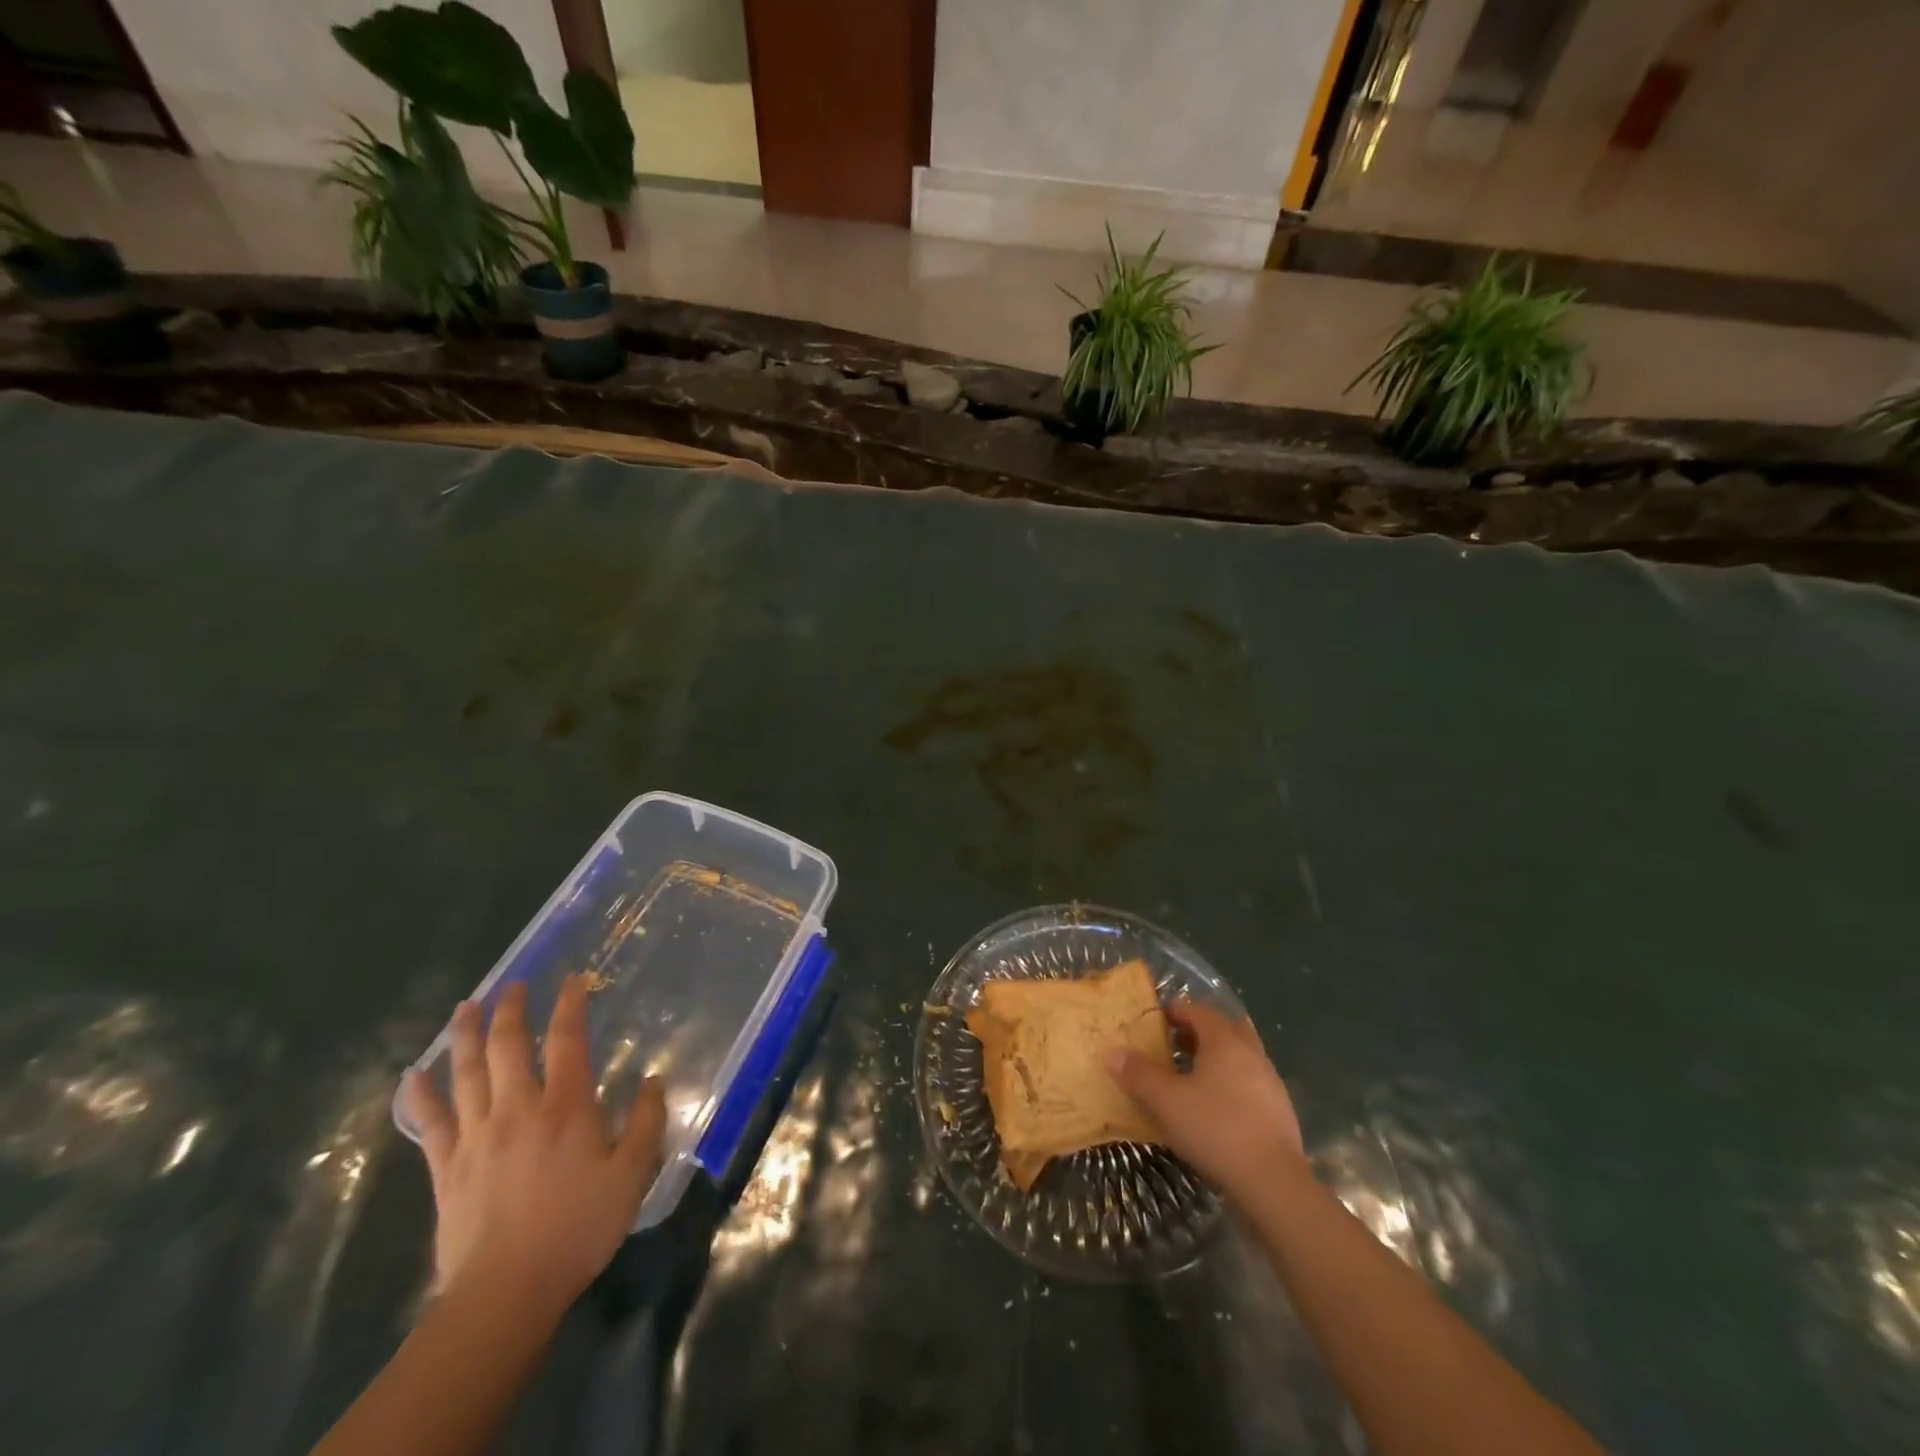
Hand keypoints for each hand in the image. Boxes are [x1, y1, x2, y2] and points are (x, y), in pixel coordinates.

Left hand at [405, 975, 665, 1315]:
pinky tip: (413, 1076)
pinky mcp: (446, 1167)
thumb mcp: (632, 1174)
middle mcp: (518, 1108)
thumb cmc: (578, 1227)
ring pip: (465, 1072)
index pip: (566, 1040)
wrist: (506, 1291)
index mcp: (565, 1106)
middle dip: (511, 1008)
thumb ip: (645, 1122)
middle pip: (507, 1045)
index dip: (570, 1004)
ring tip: (466, 1005)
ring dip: (465, 1034)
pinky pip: (429, 1122)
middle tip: (514, 984)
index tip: (574, 979)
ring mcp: (476, 1135)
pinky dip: (420, 1096)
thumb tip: (650, 1080)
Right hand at [1106, 999, 1303, 1198]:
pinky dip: (1231, 1083)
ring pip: (1241, 1056)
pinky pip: (1250, 1083)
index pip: (1200, 1012)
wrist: (1273, 1183)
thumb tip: (1112, 1052)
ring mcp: (1270, 1083)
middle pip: (1226, 1028)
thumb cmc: (1215, 1129)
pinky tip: (1216, 1106)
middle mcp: (1251, 1054)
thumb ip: (1139, 1074)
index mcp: (1225, 1042)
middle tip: (1176, 1041)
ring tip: (1192, 1074)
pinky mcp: (1279, 1112)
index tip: (1159, 1017)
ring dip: (1218, 1057)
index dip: (1178, 1010)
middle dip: (1202, 1030)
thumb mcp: (1167, 1101)